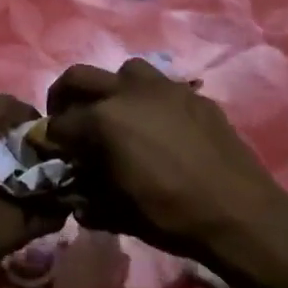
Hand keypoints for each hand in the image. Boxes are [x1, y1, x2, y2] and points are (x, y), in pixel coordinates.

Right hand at [46, 59, 282, 255]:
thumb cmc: (170, 216)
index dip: (48, 139)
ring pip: (123, 71)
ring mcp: (163, 88)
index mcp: (102, 120)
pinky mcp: (192, 95)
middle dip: (64, 97)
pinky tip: (157, 127)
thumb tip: (73, 191)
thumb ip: (85, 194)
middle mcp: (127, 92)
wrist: (239, 213)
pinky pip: (160, 88)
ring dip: (111, 89)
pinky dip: (148, 101)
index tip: (49, 151)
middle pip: (79, 78)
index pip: (59, 123)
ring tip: (117, 115)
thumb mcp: (115, 212)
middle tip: (67, 119)